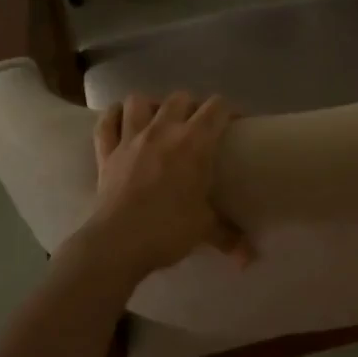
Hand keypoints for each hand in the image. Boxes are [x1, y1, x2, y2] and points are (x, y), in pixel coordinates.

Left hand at [84, 92, 251, 280]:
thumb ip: (230, 237)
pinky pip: (106, 122)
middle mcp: (162, 130)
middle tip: (197, 127)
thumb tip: (251, 258)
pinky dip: (113, 117)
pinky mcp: (106, 152)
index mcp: (194, 143)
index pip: (217, 108)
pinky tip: (120, 121)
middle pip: (180, 98)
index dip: (230, 110)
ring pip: (138, 101)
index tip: (236, 125)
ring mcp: (130, 138)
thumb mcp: (205, 230)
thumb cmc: (168, 229)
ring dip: (150, 106)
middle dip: (192, 106)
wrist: (119, 242)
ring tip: (158, 121)